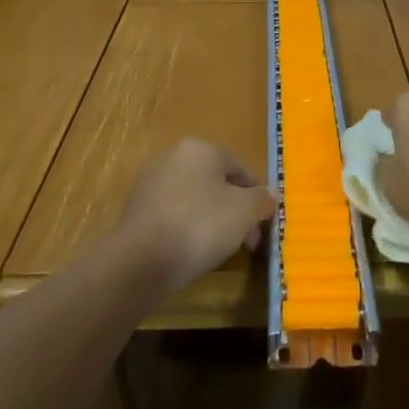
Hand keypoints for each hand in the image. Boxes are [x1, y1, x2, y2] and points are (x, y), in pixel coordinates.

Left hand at [119, 139, 275, 293]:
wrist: (142, 260)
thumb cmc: (200, 225)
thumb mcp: (244, 212)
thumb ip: (262, 200)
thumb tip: (271, 195)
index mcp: (201, 148)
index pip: (240, 168)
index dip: (257, 197)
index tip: (263, 225)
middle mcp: (174, 156)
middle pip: (216, 183)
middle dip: (235, 212)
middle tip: (246, 242)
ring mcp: (152, 182)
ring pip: (195, 199)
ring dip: (212, 220)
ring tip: (221, 250)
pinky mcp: (137, 209)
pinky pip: (174, 214)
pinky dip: (187, 228)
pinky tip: (193, 251)